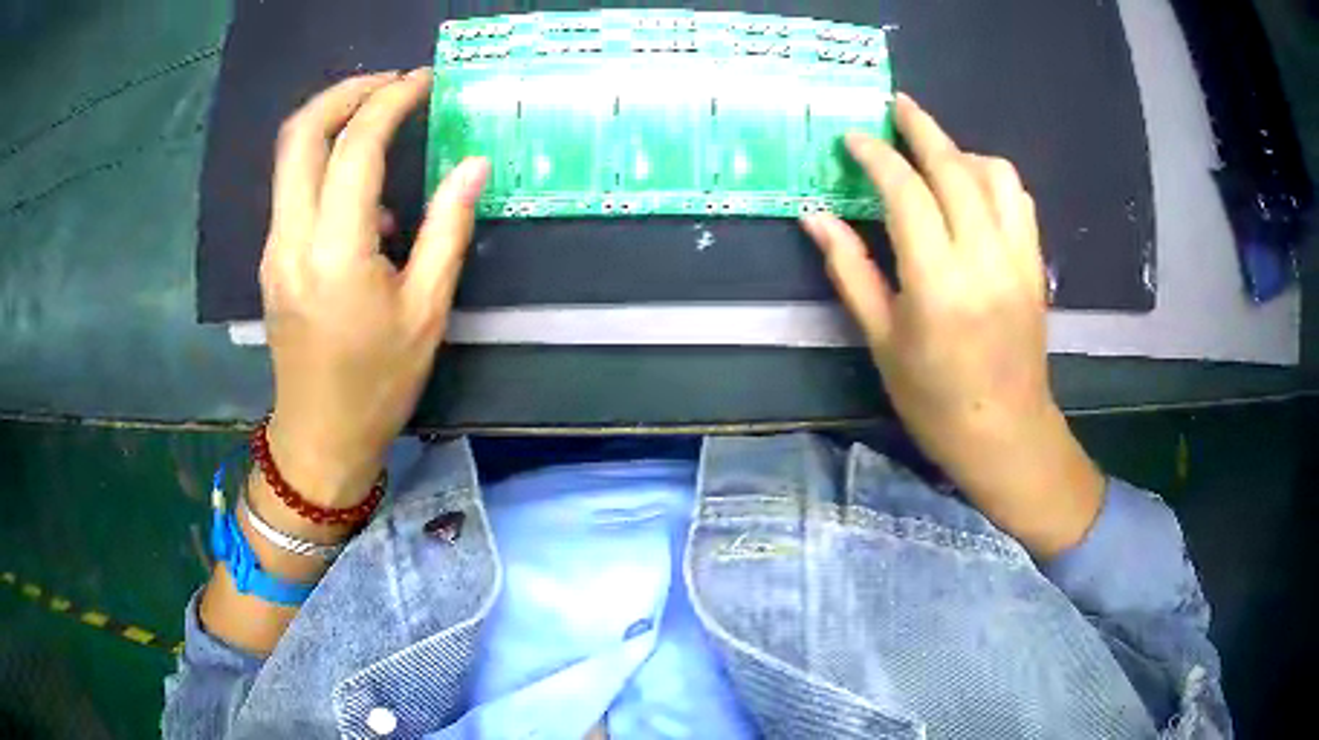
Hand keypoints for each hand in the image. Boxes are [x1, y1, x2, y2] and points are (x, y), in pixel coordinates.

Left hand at [258, 69, 488, 507]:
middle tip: (392, 83)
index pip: (355, 146)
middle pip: (300, 132)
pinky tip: (365, 192)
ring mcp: (274, 246)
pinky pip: (294, 188)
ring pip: (289, 155)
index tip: (424, 82)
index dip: (391, 101)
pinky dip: (326, 162)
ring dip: (333, 121)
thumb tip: (473, 166)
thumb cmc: (379, 383)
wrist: (320, 435)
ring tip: (382, 120)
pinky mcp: (272, 257)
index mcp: (336, 251)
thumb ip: (447, 228)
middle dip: (346, 92)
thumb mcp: (427, 311)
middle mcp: (292, 237)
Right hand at [802, 93, 1103, 557]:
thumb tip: (816, 217)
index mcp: (937, 284)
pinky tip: (973, 186)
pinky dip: (993, 177)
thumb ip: (850, 270)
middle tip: (895, 106)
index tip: (854, 138)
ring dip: (961, 150)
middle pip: (954, 167)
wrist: (1006, 433)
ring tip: (935, 153)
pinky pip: (1019, 199)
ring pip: (995, 174)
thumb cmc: (934, 400)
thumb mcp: (882, 340)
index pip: (906, 192)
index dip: (877, 156)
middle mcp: (983, 259)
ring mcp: (1017, 259)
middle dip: (921, 128)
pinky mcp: (1035, 265)